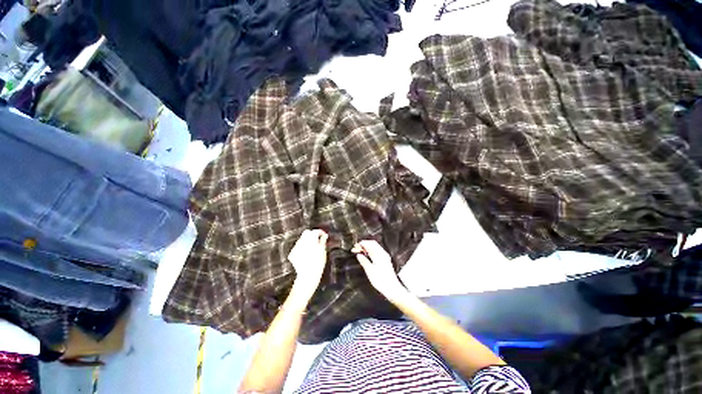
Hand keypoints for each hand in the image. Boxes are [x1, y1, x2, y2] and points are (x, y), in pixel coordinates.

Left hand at [288, 229, 328, 297]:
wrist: (308, 275)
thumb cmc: (318, 263)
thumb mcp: (323, 251)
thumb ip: (323, 241)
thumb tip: (324, 236)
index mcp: (311, 239)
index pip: (316, 231)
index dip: (321, 232)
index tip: (324, 236)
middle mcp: (302, 241)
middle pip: (307, 233)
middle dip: (312, 234)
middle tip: (318, 240)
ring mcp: (296, 247)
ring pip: (302, 239)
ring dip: (307, 241)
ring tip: (312, 248)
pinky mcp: (292, 253)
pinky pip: (298, 247)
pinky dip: (302, 248)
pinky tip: (306, 254)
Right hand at [352, 240, 407, 300]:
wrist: (392, 288)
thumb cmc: (381, 280)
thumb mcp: (369, 270)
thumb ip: (364, 261)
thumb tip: (358, 255)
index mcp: (379, 254)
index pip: (370, 244)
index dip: (361, 244)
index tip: (354, 247)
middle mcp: (382, 253)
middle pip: (372, 244)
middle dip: (363, 245)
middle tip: (356, 249)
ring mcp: (384, 257)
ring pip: (374, 248)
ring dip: (366, 248)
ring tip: (359, 251)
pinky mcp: (385, 261)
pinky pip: (376, 252)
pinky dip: (370, 252)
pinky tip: (366, 256)